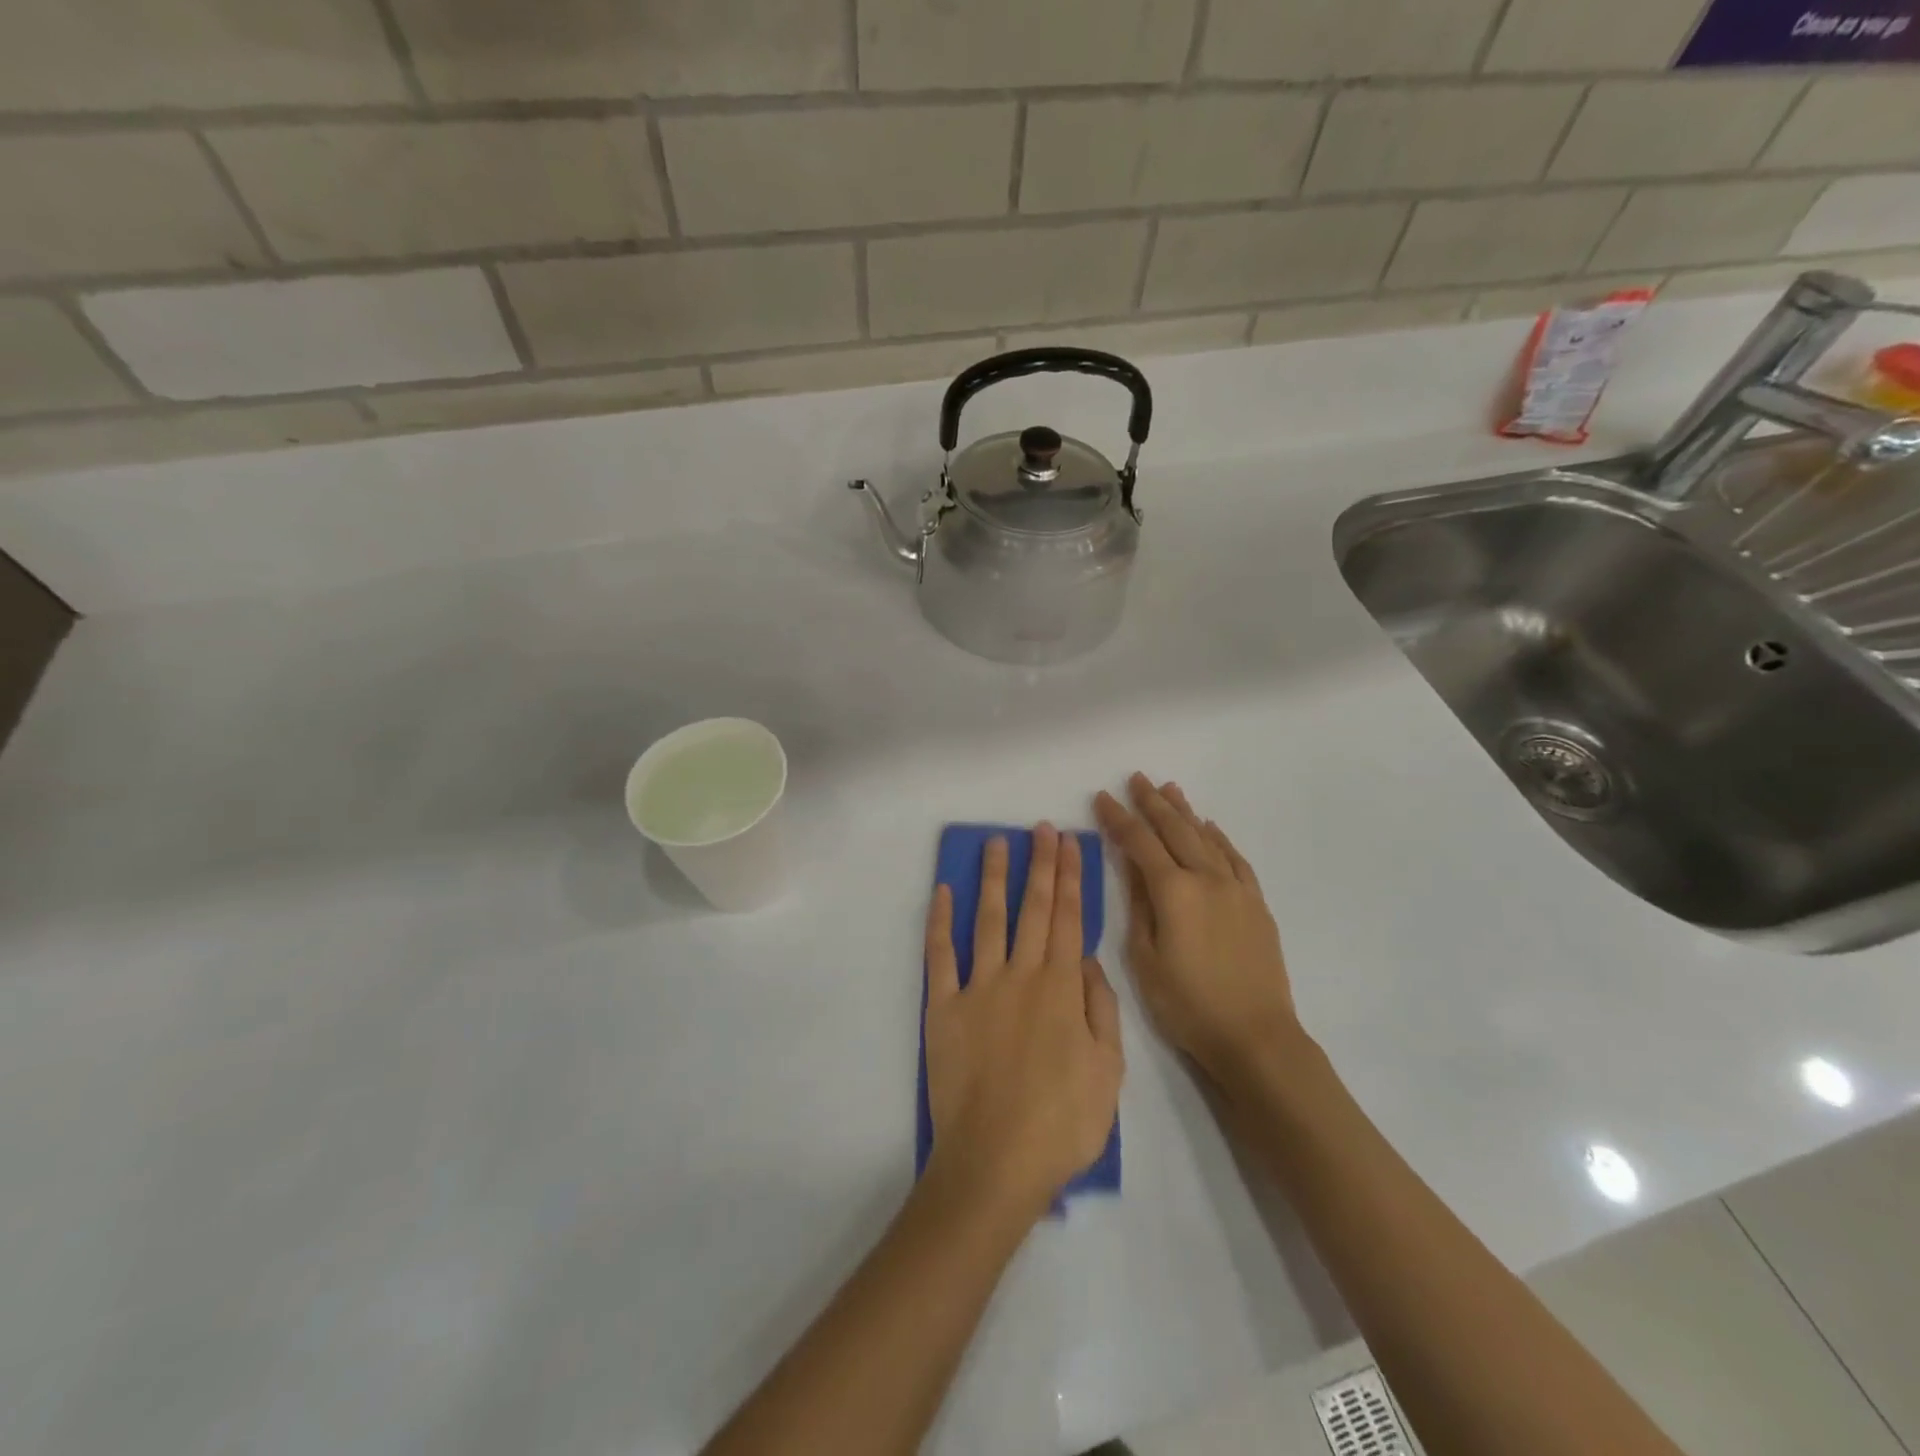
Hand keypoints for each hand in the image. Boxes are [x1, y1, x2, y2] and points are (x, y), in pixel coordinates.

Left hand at [922, 825, 1124, 1221]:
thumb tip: (1089, 959)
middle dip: (1038, 865)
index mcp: (1062, 988)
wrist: (996, 1163)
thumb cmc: (1062, 1123)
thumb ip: (1102, 1008)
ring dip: (994, 878)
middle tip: (1039, 829)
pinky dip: (939, 921)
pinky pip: (939, 955)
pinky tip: (943, 892)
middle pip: (1032, 909)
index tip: (1069, 844)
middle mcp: (1020, 975)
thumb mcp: (1108, 1071)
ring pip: (988, 919)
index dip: (1070, 878)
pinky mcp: (942, 1007)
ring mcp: (978, 988)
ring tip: (996, 843)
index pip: (1068, 919)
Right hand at [1093, 774, 1295, 1082]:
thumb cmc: (1188, 1004)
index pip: (1140, 843)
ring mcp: (1236, 889)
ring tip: (1171, 789)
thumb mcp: (1145, 960)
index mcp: (1173, 892)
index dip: (1119, 819)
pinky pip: (1235, 859)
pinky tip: (1210, 829)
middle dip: (1153, 803)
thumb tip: (1134, 870)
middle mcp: (1207, 879)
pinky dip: (1219, 839)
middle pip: (1176, 830)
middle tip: (1136, 778)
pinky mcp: (1255, 904)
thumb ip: (1139, 908)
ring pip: (1207, 838)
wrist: (1255, 1036)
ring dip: (1186, 812)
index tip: (1102, 797)